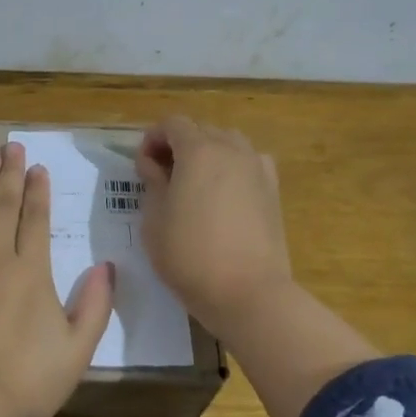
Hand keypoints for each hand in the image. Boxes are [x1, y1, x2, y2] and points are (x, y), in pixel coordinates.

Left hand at [0, 142, 115, 416]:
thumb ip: (95, 306)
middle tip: (10, 146)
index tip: (36, 166)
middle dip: (8, 175)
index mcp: (31, 271)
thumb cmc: (28, 381)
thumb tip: (107, 268)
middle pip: (2, 207)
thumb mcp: (78, 350)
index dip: (37, 191)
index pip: (36, 220)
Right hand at [136, 116, 292, 328]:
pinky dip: (232, 168)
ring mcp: (257, 167)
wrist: (248, 292)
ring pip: (228, 143)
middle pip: (201, 130)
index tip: (142, 167)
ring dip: (207, 154)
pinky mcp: (273, 189)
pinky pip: (248, 163)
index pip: (172, 124)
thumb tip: (155, 164)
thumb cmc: (190, 256)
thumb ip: (152, 182)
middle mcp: (231, 149)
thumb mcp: (154, 220)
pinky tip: (224, 195)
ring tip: (194, 185)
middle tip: (163, 177)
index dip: (152, 139)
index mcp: (199, 150)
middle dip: (179, 145)